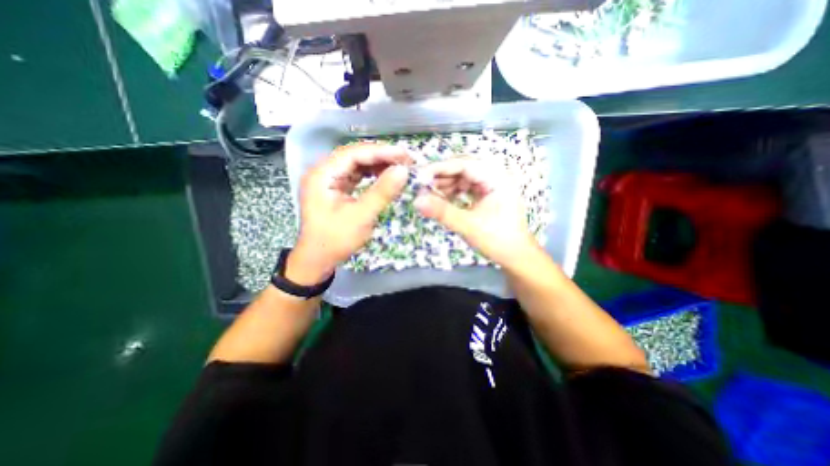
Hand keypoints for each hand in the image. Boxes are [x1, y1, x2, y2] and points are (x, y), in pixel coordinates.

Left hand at [288, 143, 413, 285]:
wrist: (318, 260)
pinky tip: (386, 176)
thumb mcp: (361, 216)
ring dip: (378, 165)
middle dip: (381, 157)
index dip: (380, 152)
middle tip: (406, 160)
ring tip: (400, 167)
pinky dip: (372, 175)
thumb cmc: (335, 240)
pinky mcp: (336, 189)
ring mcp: (330, 180)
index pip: (354, 153)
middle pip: (355, 156)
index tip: (404, 155)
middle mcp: (324, 172)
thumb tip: (403, 171)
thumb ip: (382, 192)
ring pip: (357, 165)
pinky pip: (357, 176)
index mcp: (322, 175)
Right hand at [414, 156, 538, 269]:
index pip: (464, 164)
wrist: (516, 256)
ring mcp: (491, 185)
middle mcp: (495, 176)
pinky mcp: (487, 194)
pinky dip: (453, 192)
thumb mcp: (468, 225)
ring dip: (445, 184)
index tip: (419, 178)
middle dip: (441, 177)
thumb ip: (442, 212)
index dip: (440, 168)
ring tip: (430, 195)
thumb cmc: (497, 240)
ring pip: (462, 177)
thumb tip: (417, 201)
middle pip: (462, 168)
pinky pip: (466, 186)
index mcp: (497, 178)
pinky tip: (443, 199)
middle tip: (422, 188)